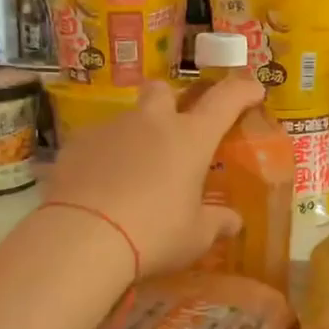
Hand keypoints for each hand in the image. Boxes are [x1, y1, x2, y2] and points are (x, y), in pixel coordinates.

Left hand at [41, 76, 263, 278]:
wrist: (82, 238)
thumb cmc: (154, 234)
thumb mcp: (195, 237)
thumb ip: (217, 223)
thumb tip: (233, 221)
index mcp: (190, 138)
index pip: (225, 100)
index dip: (242, 91)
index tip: (253, 90)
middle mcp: (151, 123)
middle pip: (163, 90)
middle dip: (170, 102)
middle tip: (174, 131)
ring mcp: (110, 130)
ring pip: (127, 120)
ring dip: (135, 138)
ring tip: (133, 176)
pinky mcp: (75, 146)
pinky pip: (96, 144)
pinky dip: (104, 159)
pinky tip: (101, 188)